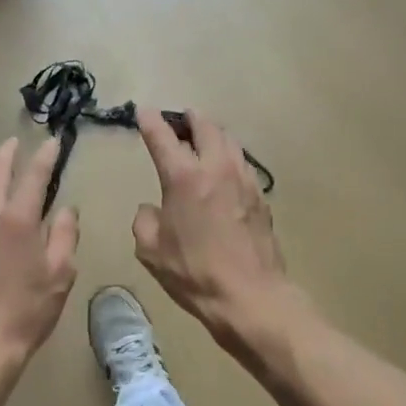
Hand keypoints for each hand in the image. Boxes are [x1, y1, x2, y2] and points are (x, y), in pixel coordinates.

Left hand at [0, 138, 79, 379]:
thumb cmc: (28, 309)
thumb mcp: (61, 273)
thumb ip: (64, 234)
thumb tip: (65, 210)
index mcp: (17, 219)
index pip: (32, 175)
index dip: (45, 156)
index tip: (54, 142)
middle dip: (7, 152)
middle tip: (17, 142)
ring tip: (1, 166)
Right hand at [132, 108, 291, 345]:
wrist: (250, 295)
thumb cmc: (194, 272)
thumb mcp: (151, 250)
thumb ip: (145, 220)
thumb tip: (152, 208)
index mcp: (184, 177)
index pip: (163, 138)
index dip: (151, 121)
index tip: (144, 110)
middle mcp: (216, 168)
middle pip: (206, 127)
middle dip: (190, 118)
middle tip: (181, 118)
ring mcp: (244, 180)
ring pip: (229, 142)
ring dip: (214, 134)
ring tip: (204, 138)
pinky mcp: (261, 197)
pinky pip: (243, 164)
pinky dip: (230, 157)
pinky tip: (225, 170)